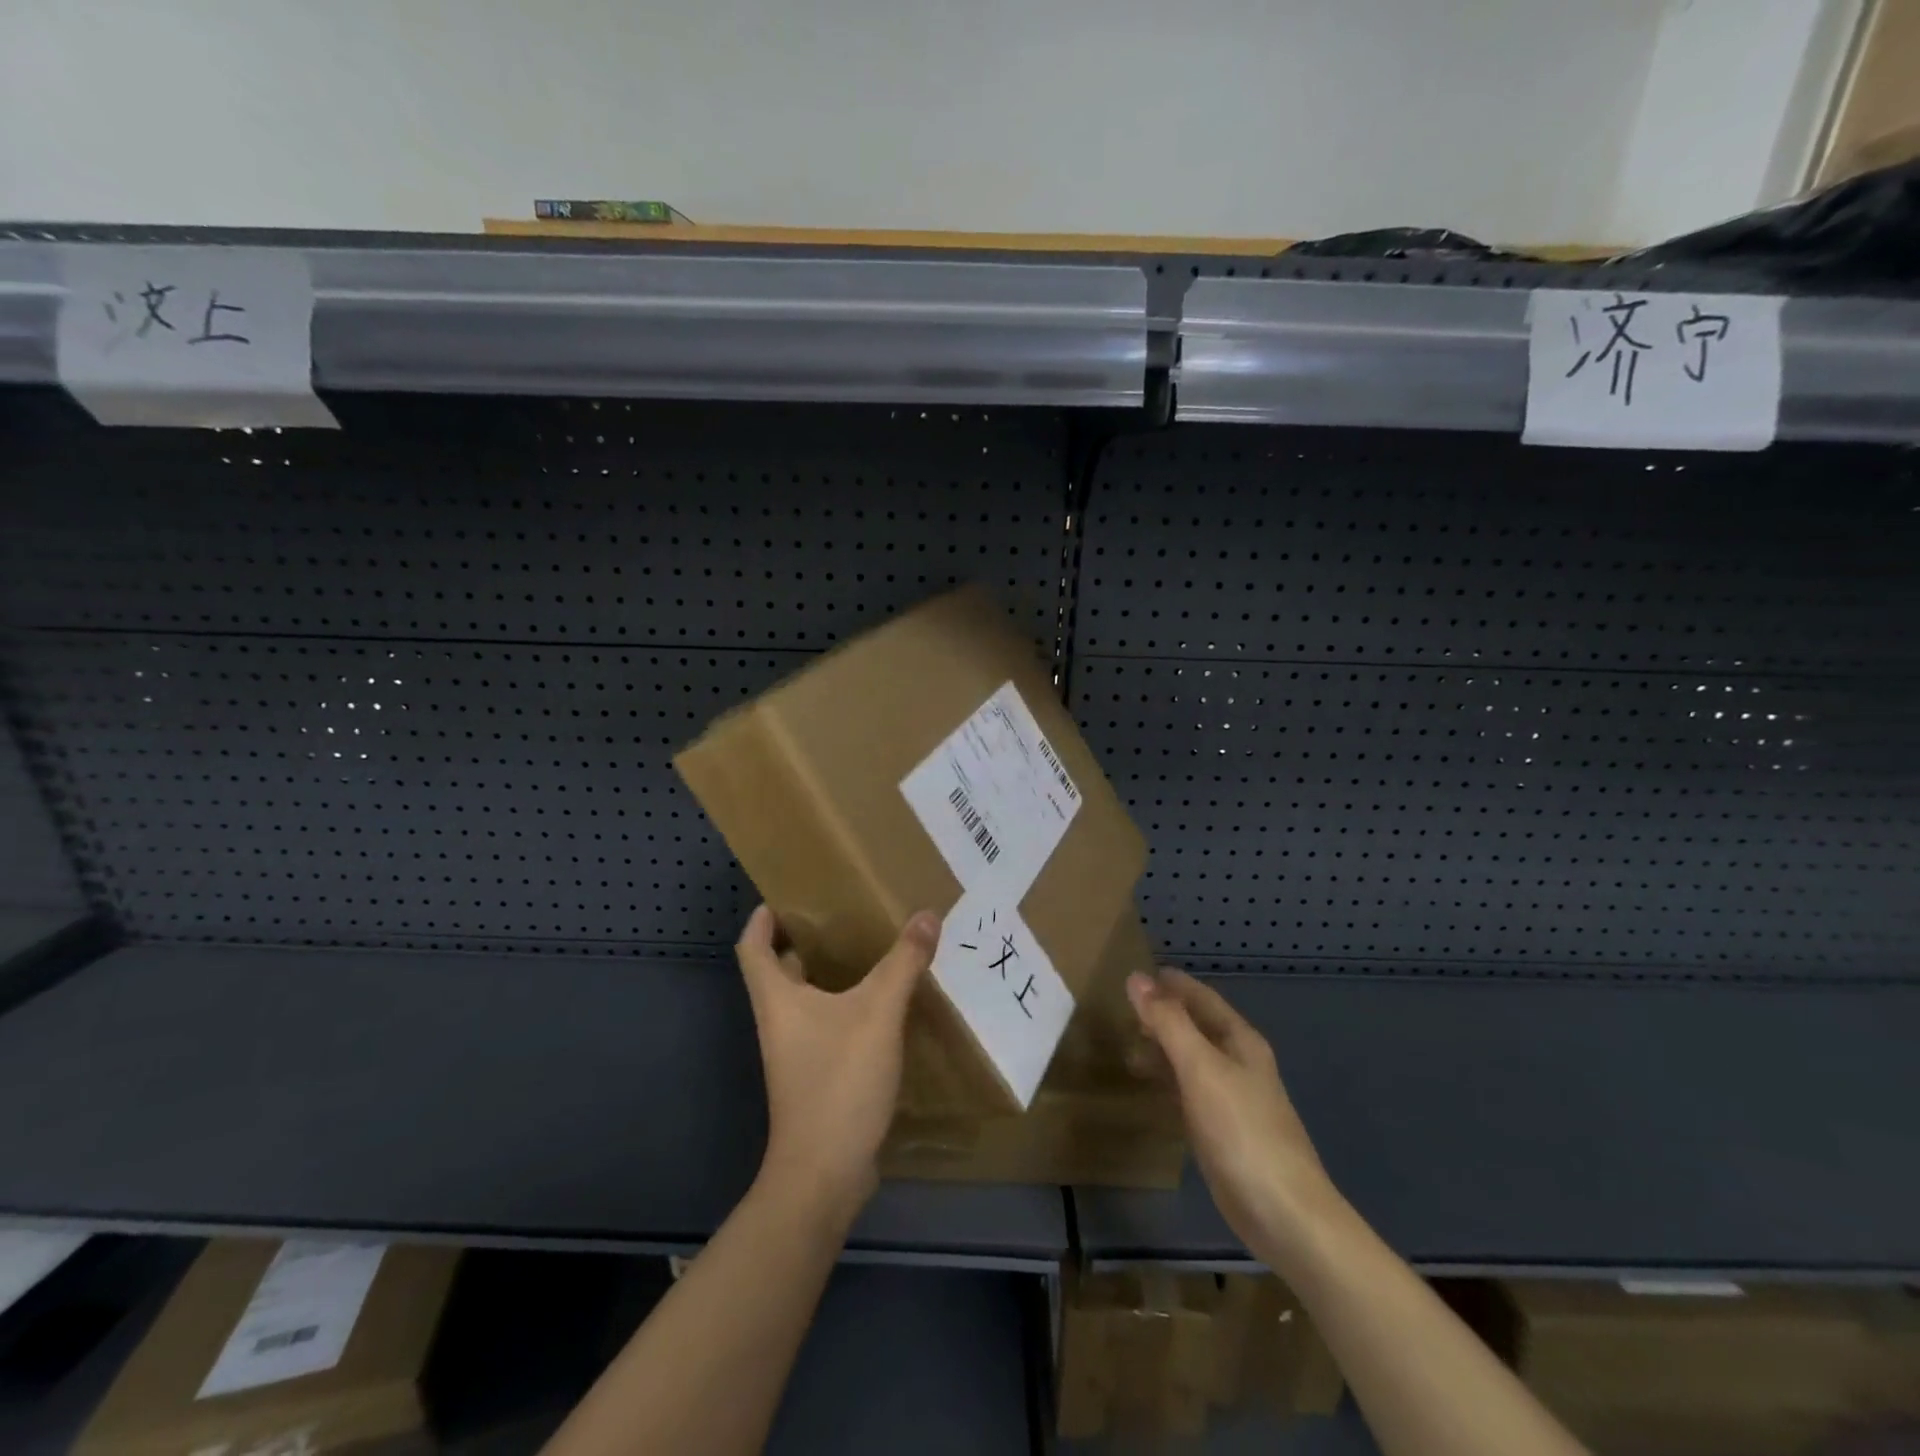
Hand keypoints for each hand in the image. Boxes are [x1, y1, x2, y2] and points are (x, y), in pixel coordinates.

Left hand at [736, 905, 938, 1228]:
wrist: (825, 1172)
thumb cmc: (838, 1080)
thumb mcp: (877, 1012)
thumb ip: (903, 961)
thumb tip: (926, 914)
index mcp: (778, 999)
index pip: (752, 946)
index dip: (762, 918)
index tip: (786, 895)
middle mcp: (780, 1020)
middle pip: (778, 970)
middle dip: (802, 939)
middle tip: (840, 914)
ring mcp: (797, 1052)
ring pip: (806, 999)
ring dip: (828, 972)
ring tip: (867, 948)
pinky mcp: (817, 1075)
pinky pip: (827, 1025)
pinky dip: (846, 1006)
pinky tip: (882, 1002)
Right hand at [1127, 967, 1339, 1268]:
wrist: (1285, 1214)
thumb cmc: (1242, 1130)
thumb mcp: (1200, 1068)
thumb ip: (1168, 1022)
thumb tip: (1136, 978)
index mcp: (1240, 1041)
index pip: (1202, 997)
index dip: (1172, 984)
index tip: (1137, 974)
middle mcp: (1239, 1063)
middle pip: (1197, 1026)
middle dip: (1164, 1015)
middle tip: (1123, 1011)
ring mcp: (1233, 1099)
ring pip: (1192, 1060)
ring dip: (1163, 1049)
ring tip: (1128, 1048)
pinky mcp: (1223, 1131)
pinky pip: (1190, 1092)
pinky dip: (1168, 1082)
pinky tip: (1150, 1088)